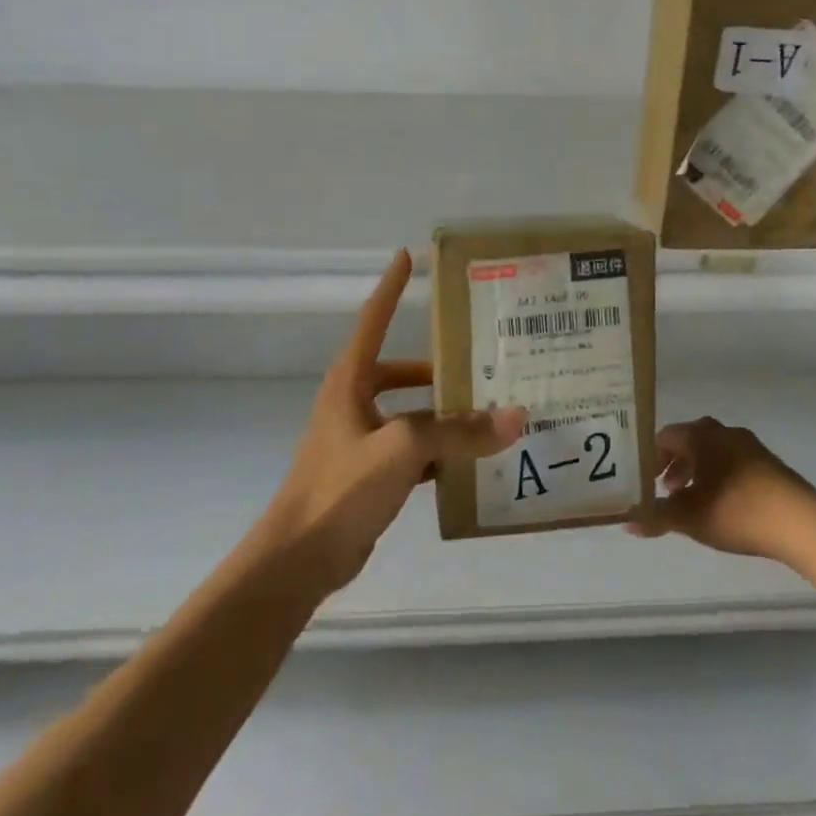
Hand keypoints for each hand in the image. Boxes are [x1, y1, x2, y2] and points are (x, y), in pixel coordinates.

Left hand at [266, 250, 525, 591]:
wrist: (299, 559)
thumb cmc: (341, 488)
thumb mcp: (403, 449)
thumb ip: (459, 432)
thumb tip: (516, 417)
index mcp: (351, 381)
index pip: (373, 320)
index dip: (391, 287)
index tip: (407, 256)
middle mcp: (354, 402)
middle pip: (403, 372)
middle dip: (440, 368)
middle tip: (486, 362)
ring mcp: (362, 440)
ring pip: (413, 414)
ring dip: (446, 414)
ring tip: (492, 411)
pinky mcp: (371, 474)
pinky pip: (415, 451)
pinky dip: (441, 452)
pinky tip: (473, 460)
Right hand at [626, 417, 815, 561]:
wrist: (799, 522)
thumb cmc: (735, 511)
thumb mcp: (688, 518)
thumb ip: (655, 517)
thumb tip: (626, 522)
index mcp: (700, 435)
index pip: (664, 436)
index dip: (649, 458)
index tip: (642, 480)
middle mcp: (722, 431)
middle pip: (688, 441)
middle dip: (672, 464)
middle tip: (663, 490)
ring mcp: (749, 445)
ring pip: (711, 451)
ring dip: (696, 471)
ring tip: (690, 500)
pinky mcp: (767, 462)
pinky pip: (731, 461)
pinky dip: (718, 475)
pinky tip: (721, 503)